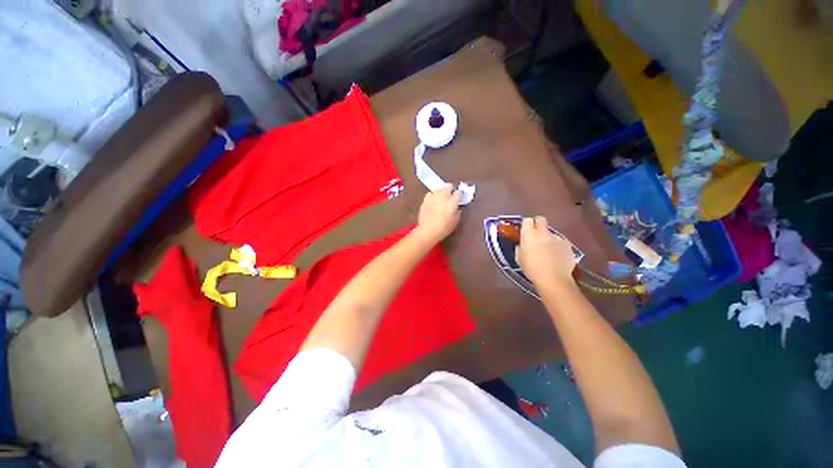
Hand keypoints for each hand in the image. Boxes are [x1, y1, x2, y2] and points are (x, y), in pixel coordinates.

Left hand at [414, 185, 460, 242]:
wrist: (428, 231)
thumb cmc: (443, 228)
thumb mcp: (455, 222)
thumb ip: (457, 212)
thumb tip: (457, 208)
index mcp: (452, 202)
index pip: (458, 193)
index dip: (459, 195)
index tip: (458, 197)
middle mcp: (443, 197)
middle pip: (448, 186)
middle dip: (450, 189)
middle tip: (451, 194)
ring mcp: (433, 197)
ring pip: (439, 188)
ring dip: (442, 190)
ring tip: (442, 195)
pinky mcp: (425, 200)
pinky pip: (431, 193)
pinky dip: (433, 194)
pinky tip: (434, 199)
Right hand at [516, 216, 577, 286]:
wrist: (553, 279)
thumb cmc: (531, 269)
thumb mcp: (519, 258)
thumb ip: (520, 247)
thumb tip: (522, 244)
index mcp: (529, 234)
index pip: (527, 220)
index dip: (526, 224)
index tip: (525, 231)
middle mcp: (543, 232)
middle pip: (541, 219)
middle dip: (538, 224)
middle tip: (535, 235)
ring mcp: (557, 237)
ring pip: (551, 232)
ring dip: (548, 238)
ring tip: (548, 251)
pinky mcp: (568, 245)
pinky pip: (560, 242)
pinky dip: (558, 246)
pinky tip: (557, 256)